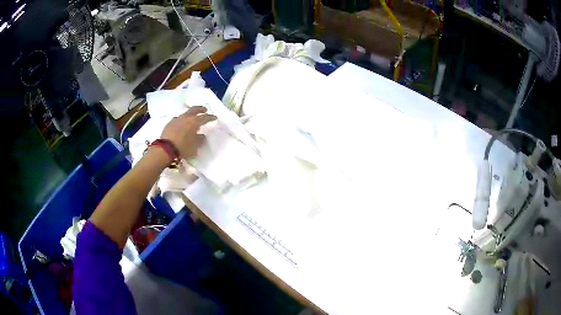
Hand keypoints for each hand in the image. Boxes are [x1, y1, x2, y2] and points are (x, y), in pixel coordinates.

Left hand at [161, 106, 216, 158]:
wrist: (165, 149)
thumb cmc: (183, 147)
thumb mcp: (195, 146)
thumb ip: (200, 139)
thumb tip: (202, 135)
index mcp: (194, 122)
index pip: (205, 117)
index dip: (210, 117)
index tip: (214, 117)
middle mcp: (186, 117)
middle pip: (194, 109)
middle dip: (200, 109)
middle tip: (204, 110)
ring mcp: (177, 119)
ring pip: (185, 113)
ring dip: (190, 114)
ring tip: (192, 118)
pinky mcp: (169, 123)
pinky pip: (178, 119)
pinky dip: (182, 120)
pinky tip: (182, 124)